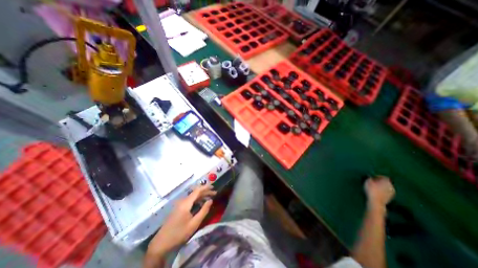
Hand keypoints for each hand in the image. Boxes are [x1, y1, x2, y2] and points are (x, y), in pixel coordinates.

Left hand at [146, 185, 216, 254]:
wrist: (161, 243)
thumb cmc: (179, 233)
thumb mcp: (194, 223)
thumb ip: (204, 211)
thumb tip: (210, 200)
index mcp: (186, 203)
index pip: (197, 190)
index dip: (206, 187)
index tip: (214, 187)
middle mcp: (183, 201)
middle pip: (196, 192)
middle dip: (205, 191)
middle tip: (214, 193)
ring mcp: (180, 204)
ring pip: (193, 196)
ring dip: (202, 195)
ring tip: (210, 197)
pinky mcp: (178, 208)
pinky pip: (190, 200)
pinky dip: (197, 199)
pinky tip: (201, 203)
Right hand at [367, 176, 395, 211]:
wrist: (376, 202)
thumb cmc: (371, 190)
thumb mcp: (368, 181)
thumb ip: (370, 178)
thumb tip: (370, 176)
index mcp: (387, 181)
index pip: (383, 177)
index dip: (377, 176)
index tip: (371, 177)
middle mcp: (391, 186)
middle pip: (385, 182)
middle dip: (379, 182)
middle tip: (372, 182)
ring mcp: (392, 193)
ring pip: (386, 187)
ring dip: (381, 186)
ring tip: (374, 187)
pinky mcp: (390, 198)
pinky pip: (386, 192)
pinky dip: (382, 191)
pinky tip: (376, 192)